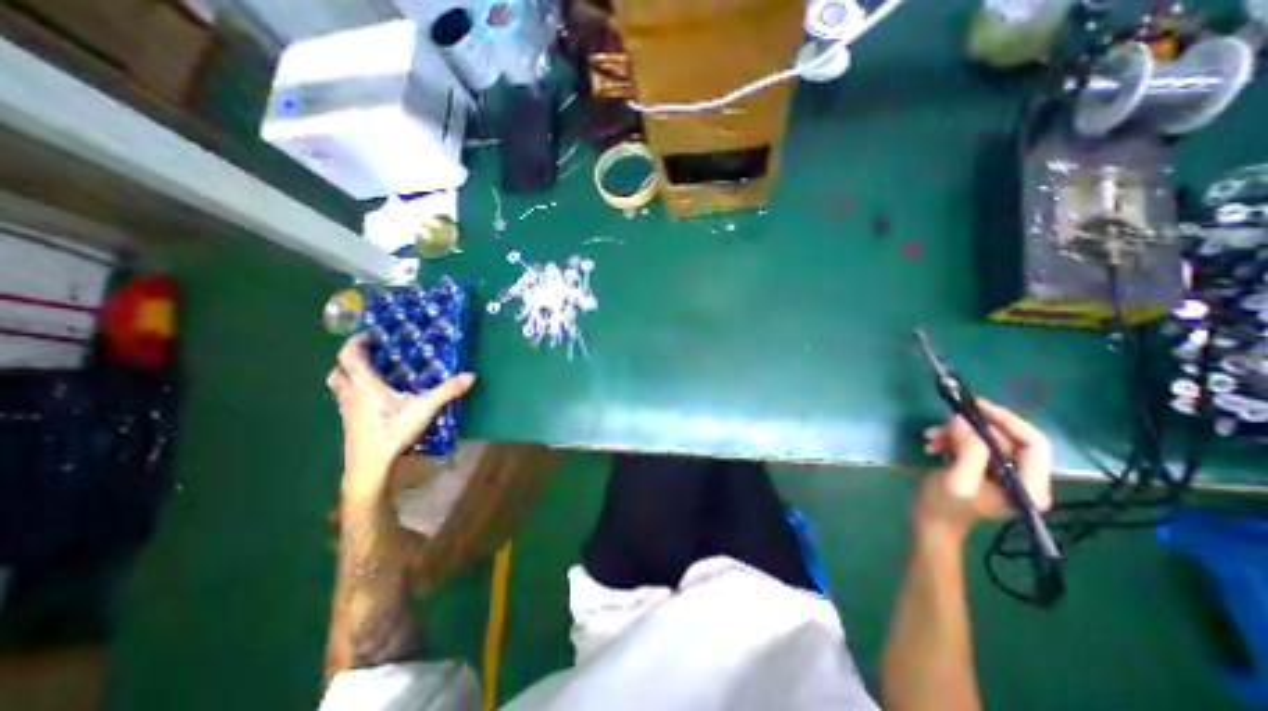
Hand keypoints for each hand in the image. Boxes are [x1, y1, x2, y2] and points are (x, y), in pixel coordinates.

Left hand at [324, 332, 475, 494]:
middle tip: (370, 353)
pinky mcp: (351, 422)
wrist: (370, 465)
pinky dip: (356, 392)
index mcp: (364, 385)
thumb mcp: (425, 408)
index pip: (349, 356)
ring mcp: (348, 410)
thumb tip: (471, 375)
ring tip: (372, 372)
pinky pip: (347, 399)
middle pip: (338, 370)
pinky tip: (376, 398)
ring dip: (349, 375)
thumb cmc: (392, 432)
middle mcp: (351, 394)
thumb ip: (447, 391)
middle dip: (349, 359)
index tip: (370, 333)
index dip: (355, 342)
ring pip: (339, 386)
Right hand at [918, 399, 1057, 537]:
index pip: (1033, 443)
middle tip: (943, 422)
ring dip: (956, 433)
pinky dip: (952, 439)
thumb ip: (968, 451)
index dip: (1007, 421)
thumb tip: (962, 420)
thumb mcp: (957, 479)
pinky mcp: (984, 468)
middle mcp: (1024, 477)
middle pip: (1007, 438)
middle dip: (972, 427)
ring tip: (931, 436)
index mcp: (1030, 486)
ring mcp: (1003, 473)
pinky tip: (933, 444)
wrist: (930, 522)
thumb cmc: (944, 505)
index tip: (976, 405)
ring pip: (986, 438)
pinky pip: (973, 443)